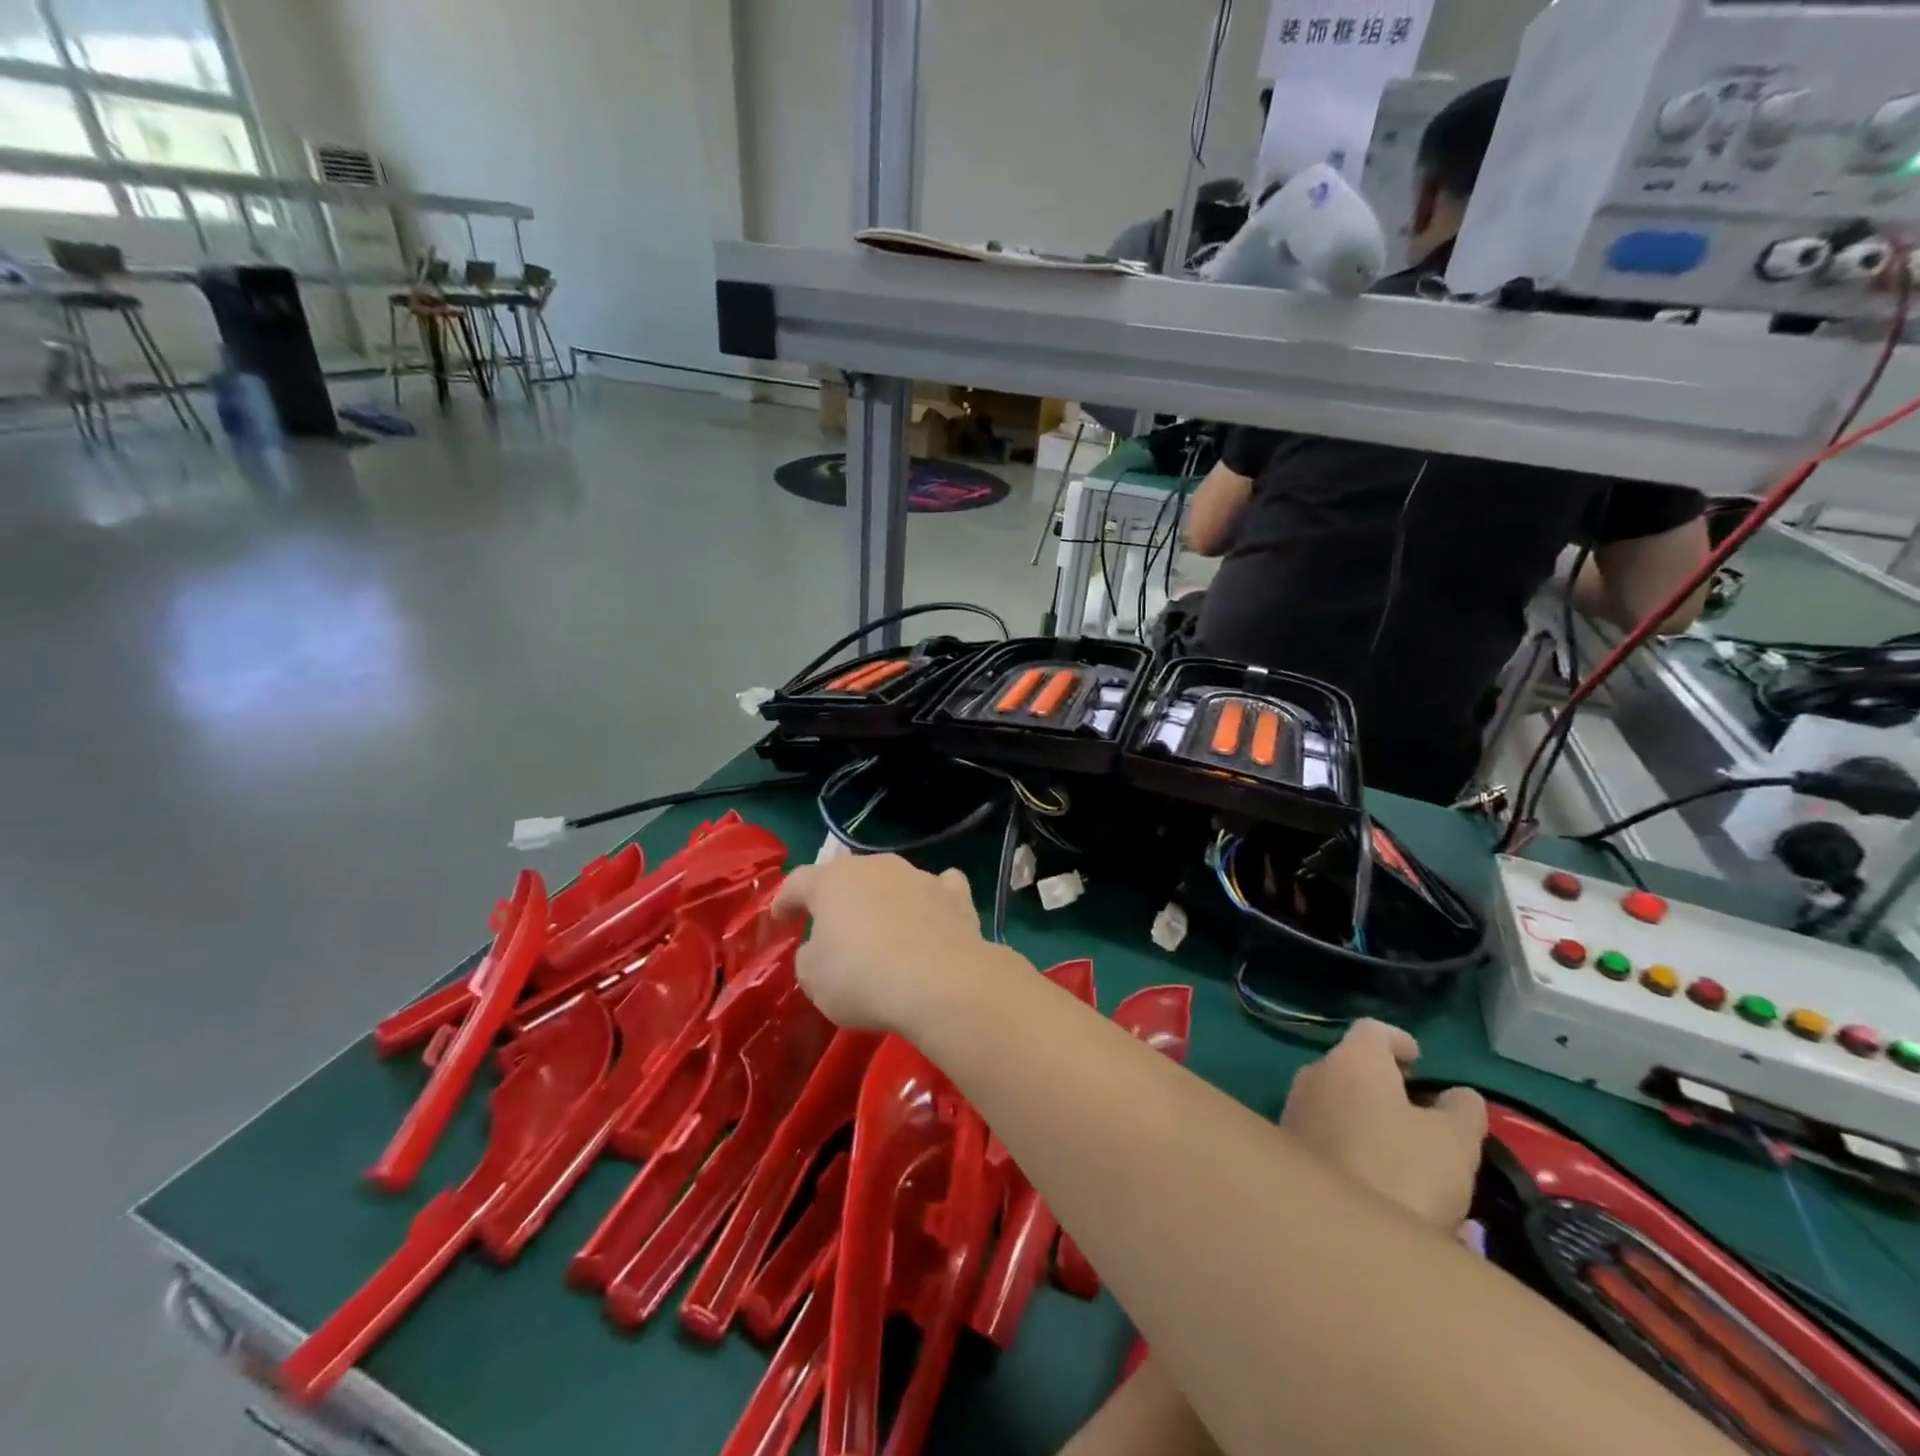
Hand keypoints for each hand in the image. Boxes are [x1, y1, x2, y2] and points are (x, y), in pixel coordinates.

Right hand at [772, 853, 987, 1032]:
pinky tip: (933, 913)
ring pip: (893, 881)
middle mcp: (876, 867)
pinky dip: (932, 899)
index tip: (780, 919)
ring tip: (884, 930)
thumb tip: (821, 949)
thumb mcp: (814, 980)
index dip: (785, 900)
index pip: (798, 882)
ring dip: (884, 900)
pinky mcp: (955, 894)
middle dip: (839, 898)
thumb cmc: (863, 978)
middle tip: (833, 927)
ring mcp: (918, 876)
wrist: (940, 982)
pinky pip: (939, 888)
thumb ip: (810, 958)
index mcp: (833, 881)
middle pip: (849, 876)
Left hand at [1279, 1019, 1486, 1229]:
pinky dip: (1347, 1141)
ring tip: (1401, 1149)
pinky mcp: (1286, 1147)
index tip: (1421, 1062)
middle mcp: (1313, 1074)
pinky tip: (1372, 1175)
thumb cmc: (1403, 1172)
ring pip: (1334, 1099)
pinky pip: (1322, 1130)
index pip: (1372, 1030)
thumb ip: (1461, 1110)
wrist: (1337, 1236)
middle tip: (1417, 1112)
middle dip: (1383, 1083)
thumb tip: (1459, 1095)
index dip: (1399, 1041)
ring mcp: (1294, 1109)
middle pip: (1351, 1065)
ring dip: (1364, 1114)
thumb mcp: (1455, 1142)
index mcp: (1350, 1060)